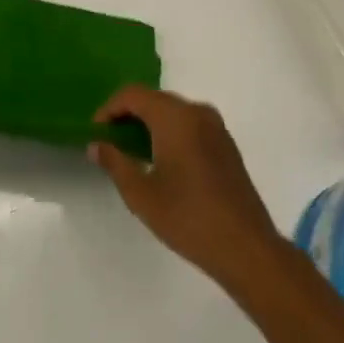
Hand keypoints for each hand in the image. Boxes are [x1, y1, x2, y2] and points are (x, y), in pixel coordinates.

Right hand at [89, 86, 282, 286]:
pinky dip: (170, 132)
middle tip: (110, 143)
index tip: (96, 133)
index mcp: (175, 117)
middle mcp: (197, 112)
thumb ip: (115, 163)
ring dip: (149, 124)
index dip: (109, 109)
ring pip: (173, 112)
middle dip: (128, 115)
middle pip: (154, 99)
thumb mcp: (141, 194)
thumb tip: (97, 145)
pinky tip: (163, 162)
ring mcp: (216, 127)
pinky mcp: (226, 144)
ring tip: (133, 153)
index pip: (133, 94)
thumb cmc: (188, 219)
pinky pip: (190, 124)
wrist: (247, 248)